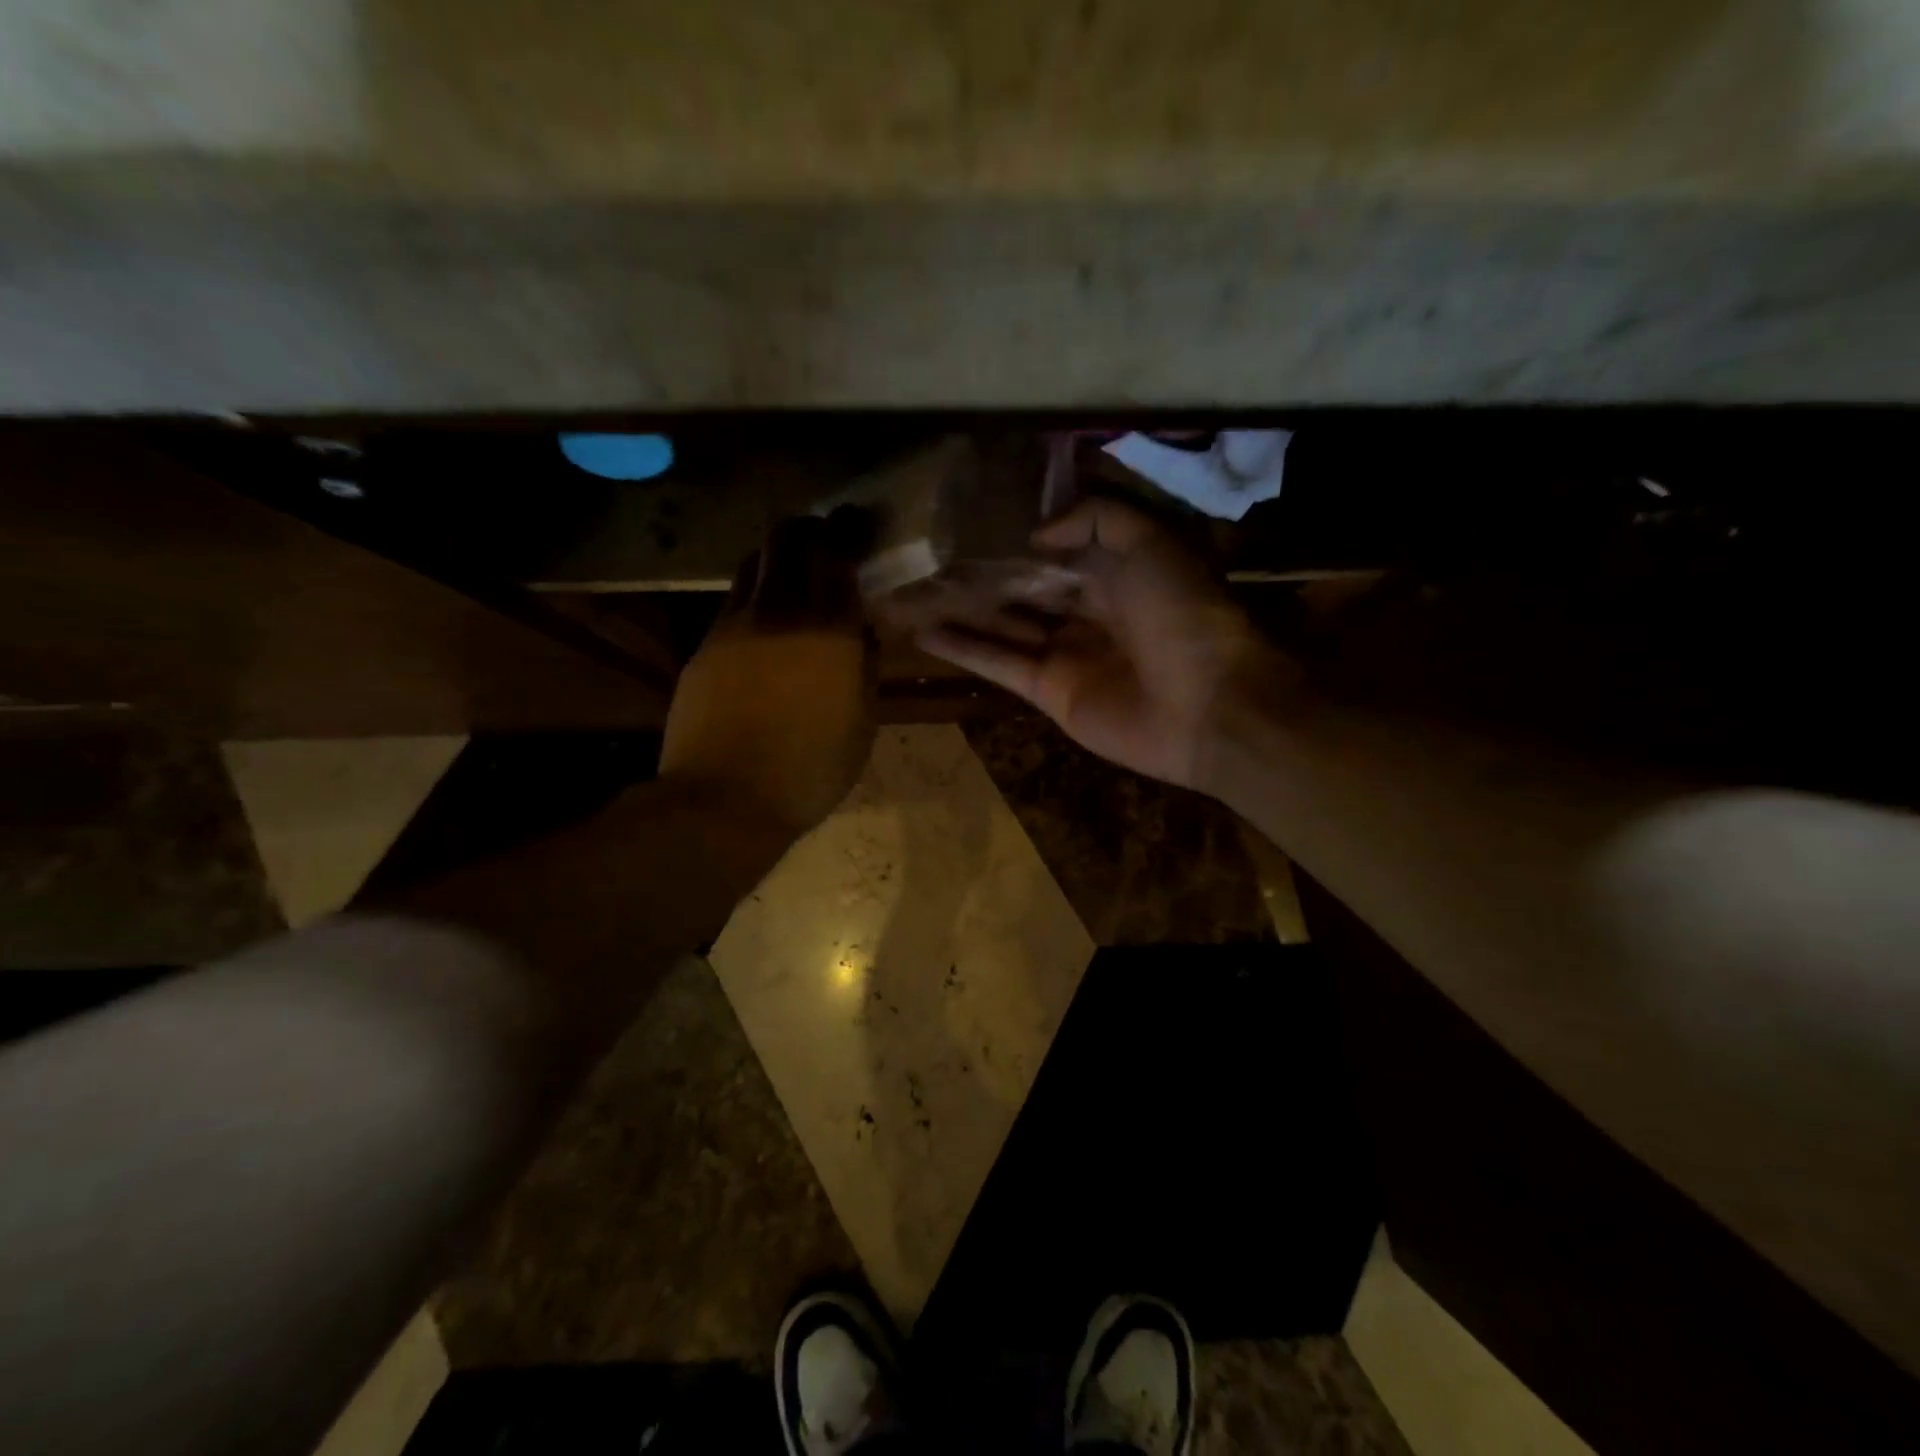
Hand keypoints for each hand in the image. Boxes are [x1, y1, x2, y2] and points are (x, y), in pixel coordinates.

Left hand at [660, 515, 876, 838]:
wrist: (724, 800)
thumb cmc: (809, 771)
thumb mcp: (862, 726)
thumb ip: (866, 668)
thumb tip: (865, 632)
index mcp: (829, 631)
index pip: (838, 555)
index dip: (848, 532)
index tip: (856, 525)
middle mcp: (781, 612)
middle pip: (789, 540)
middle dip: (809, 529)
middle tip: (824, 538)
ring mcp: (735, 625)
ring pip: (755, 563)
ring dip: (777, 556)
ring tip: (791, 573)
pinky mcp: (705, 644)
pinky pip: (733, 599)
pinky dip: (754, 592)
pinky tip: (763, 617)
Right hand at [917, 499, 1289, 790]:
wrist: (1208, 705)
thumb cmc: (1183, 614)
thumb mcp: (1151, 542)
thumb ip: (1097, 519)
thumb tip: (1038, 533)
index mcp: (1117, 575)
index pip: (1059, 553)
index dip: (1019, 540)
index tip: (973, 522)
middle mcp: (1088, 613)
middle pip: (1026, 590)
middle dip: (985, 576)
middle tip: (931, 557)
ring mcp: (1066, 654)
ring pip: (1005, 626)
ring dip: (963, 610)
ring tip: (915, 590)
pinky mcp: (1049, 692)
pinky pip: (999, 664)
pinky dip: (963, 649)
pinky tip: (923, 631)